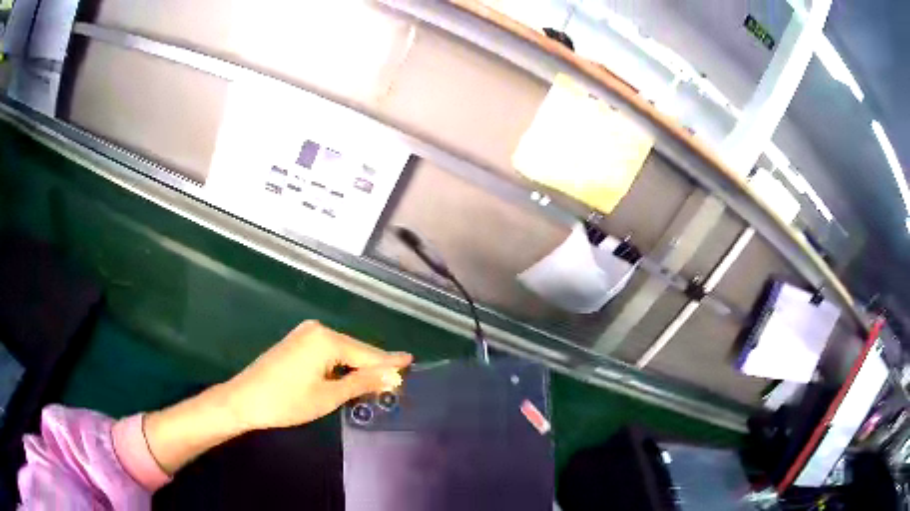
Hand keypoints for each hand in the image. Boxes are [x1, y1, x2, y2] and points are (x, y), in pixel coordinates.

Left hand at [143, 321, 411, 474]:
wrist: (244, 400)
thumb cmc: (286, 402)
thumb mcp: (328, 396)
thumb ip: (362, 383)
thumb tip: (393, 376)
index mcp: (327, 339)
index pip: (367, 353)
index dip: (389, 362)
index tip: (412, 361)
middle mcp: (318, 330)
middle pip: (355, 350)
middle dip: (374, 366)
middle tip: (397, 379)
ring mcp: (305, 334)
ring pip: (342, 352)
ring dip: (358, 366)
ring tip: (380, 380)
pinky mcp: (297, 342)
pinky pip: (328, 352)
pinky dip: (341, 365)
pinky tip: (351, 376)